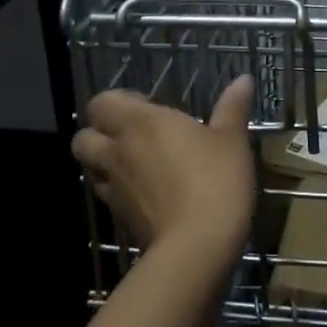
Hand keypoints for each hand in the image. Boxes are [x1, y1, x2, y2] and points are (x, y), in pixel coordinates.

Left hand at [71, 76, 255, 262]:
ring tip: (136, 164)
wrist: (197, 247)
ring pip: (90, 169)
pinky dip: (119, 191)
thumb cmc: (215, 181)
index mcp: (141, 123)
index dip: (117, 101)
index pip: (102, 103)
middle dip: (99, 133)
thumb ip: (233, 107)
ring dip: (104, 163)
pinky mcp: (120, 218)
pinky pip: (108, 196)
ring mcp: (115, 188)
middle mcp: (119, 152)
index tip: (147, 106)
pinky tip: (147, 194)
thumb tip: (243, 79)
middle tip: (133, 135)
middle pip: (83, 137)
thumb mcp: (232, 140)